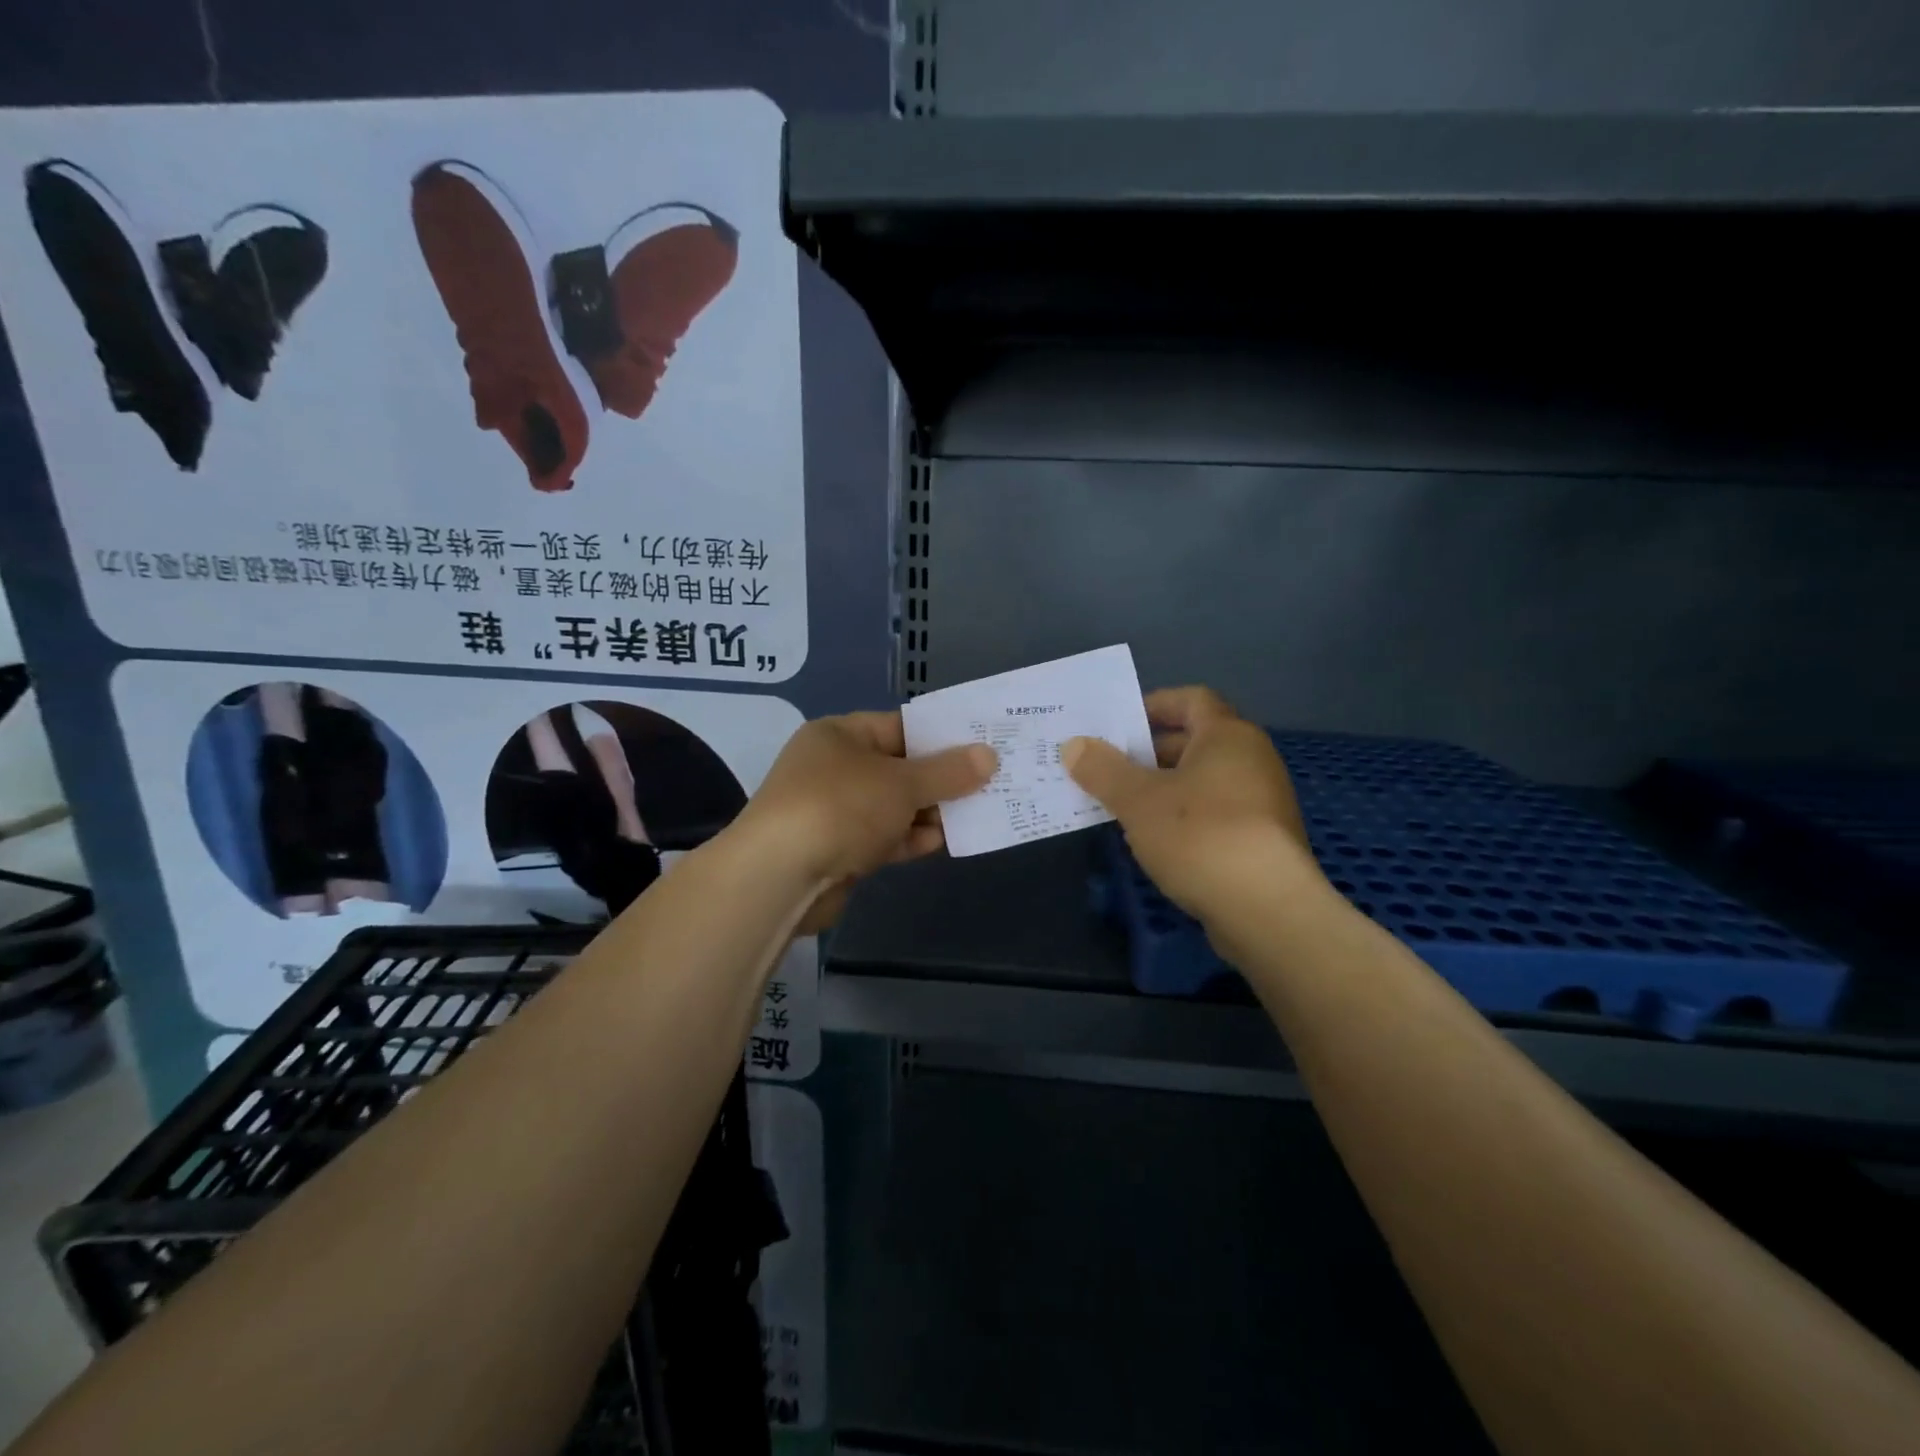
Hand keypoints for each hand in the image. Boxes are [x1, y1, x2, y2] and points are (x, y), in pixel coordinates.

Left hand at [737, 710, 996, 932]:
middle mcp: (834, 767)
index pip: (900, 727)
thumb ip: (948, 772)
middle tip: (989, 783)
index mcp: (840, 735)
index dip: (942, 737)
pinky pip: (882, 837)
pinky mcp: (836, 849)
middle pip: (899, 768)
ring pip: (892, 806)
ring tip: (976, 813)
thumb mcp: (902, 783)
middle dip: (941, 779)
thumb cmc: (841, 807)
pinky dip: (908, 838)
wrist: (779, 877)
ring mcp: (833, 810)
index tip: (982, 746)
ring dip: (929, 812)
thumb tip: (989, 756)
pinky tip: (940, 842)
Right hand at [1064, 686, 1319, 925]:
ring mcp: (1262, 801)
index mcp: (1228, 735)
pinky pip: (1215, 812)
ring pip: (1203, 781)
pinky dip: (1183, 817)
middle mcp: (1252, 759)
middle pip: (1195, 740)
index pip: (1191, 699)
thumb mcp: (1138, 800)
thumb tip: (1074, 746)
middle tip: (1107, 767)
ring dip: (1163, 788)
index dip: (1152, 705)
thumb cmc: (1200, 836)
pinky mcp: (1263, 840)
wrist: (1267, 910)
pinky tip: (1156, 841)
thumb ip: (1103, 770)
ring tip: (1122, 805)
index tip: (1117, 725)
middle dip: (1149, 752)